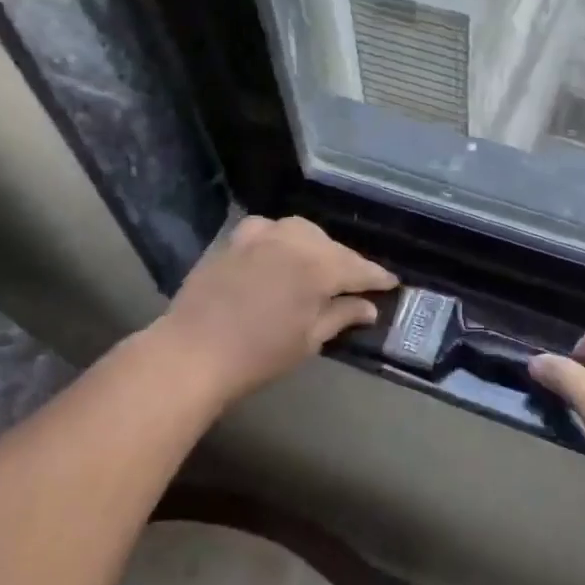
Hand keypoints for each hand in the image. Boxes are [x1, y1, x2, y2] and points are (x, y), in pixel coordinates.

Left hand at [157, 215, 397, 404]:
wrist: (192, 352)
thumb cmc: (258, 354)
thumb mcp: (309, 340)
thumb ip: (341, 316)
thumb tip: (369, 307)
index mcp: (317, 267)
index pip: (357, 268)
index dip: (376, 277)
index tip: (392, 283)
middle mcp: (292, 241)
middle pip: (330, 247)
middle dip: (346, 262)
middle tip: (356, 283)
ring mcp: (259, 237)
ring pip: (300, 231)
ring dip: (315, 245)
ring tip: (319, 265)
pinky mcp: (233, 241)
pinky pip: (266, 230)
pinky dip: (280, 238)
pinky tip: (278, 252)